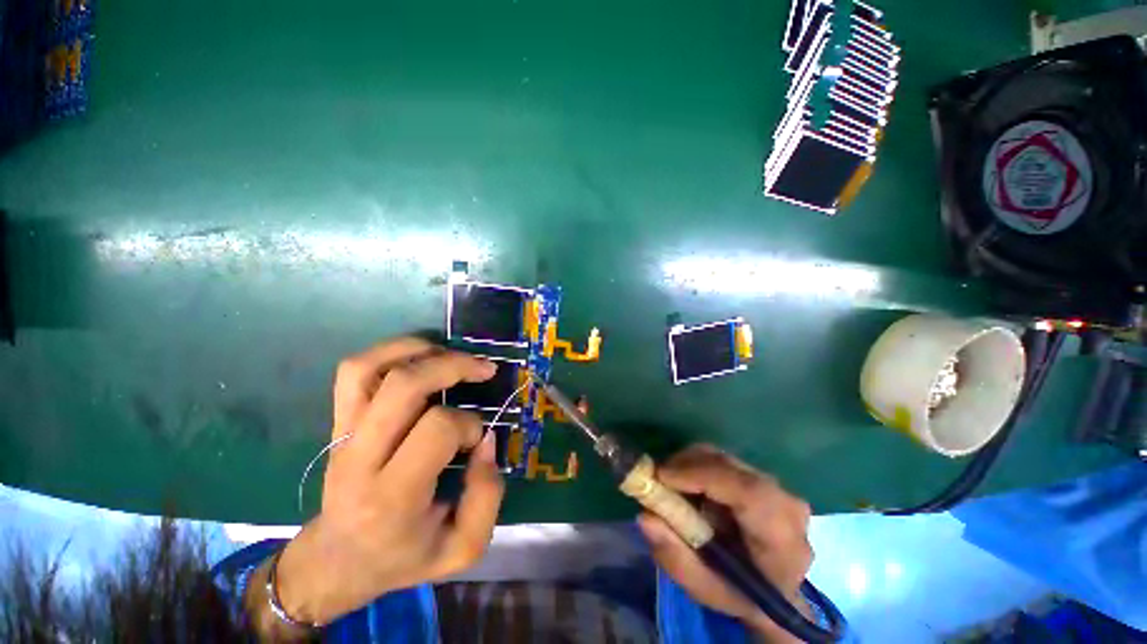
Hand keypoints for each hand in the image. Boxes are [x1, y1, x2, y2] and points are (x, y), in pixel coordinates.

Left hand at [266, 338, 504, 628]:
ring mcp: (343, 434)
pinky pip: (355, 370)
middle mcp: (360, 458)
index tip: (478, 438)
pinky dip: (391, 350)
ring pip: (371, 368)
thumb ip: (487, 496)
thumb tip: (486, 440)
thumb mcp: (462, 548)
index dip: (469, 424)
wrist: (339, 560)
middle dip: (454, 366)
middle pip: (404, 385)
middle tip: (485, 369)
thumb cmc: (403, 556)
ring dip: (421, 350)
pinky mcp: (338, 421)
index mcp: (392, 496)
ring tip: (453, 355)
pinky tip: (421, 355)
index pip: (437, 429)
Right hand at [637, 444, 812, 642]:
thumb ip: (676, 558)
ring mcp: (775, 485)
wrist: (774, 589)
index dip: (701, 475)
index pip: (748, 492)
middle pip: (728, 466)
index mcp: (782, 539)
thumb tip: (645, 517)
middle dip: (684, 467)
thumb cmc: (741, 595)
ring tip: (671, 489)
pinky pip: (720, 459)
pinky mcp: (760, 475)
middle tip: (655, 481)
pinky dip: (696, 466)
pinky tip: (688, 488)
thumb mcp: (705, 590)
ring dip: (688, 466)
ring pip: (720, 457)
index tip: (661, 477)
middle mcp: (785, 503)